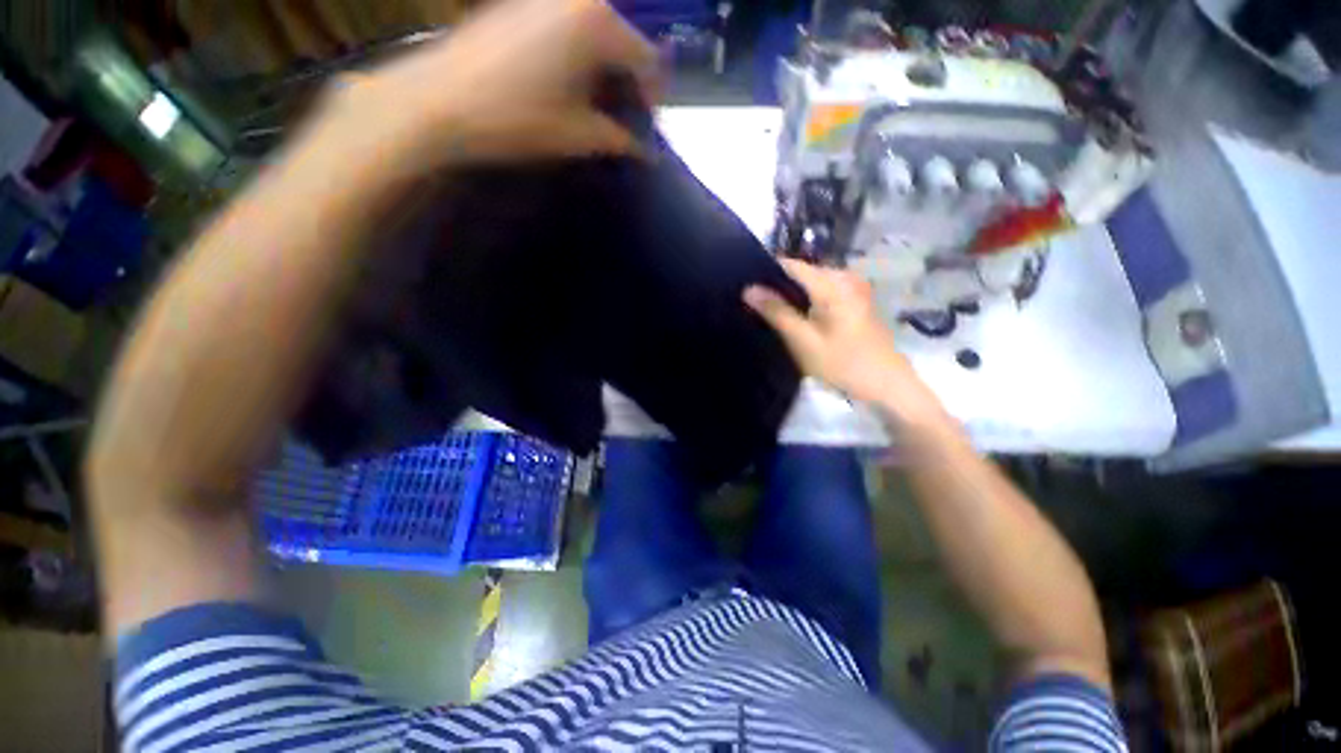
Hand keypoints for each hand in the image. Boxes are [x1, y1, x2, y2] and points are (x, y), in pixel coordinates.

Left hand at [312, 0, 656, 172]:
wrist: (422, 104)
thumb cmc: (503, 115)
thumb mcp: (569, 133)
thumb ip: (618, 138)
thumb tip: (647, 151)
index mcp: (600, 21)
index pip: (646, 59)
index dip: (650, 97)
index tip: (639, 128)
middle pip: (617, 40)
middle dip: (618, 79)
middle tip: (607, 115)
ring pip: (585, 32)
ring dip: (589, 65)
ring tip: (573, 100)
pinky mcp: (509, 6)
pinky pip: (553, 26)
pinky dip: (560, 50)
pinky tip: (541, 80)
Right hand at [744, 260, 948, 427]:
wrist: (889, 384)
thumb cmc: (846, 364)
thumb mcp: (805, 342)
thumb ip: (776, 312)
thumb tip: (748, 288)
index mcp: (830, 281)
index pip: (788, 264)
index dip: (765, 274)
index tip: (745, 290)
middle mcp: (843, 276)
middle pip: (802, 273)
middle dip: (780, 288)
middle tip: (755, 309)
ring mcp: (854, 287)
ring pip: (814, 285)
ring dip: (796, 298)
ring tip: (774, 317)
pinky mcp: (859, 300)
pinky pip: (827, 293)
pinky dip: (812, 304)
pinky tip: (801, 323)